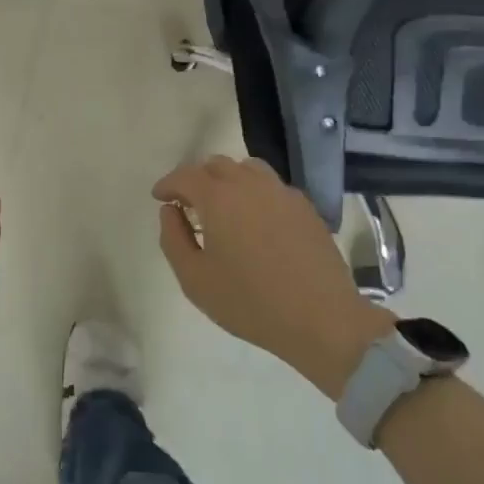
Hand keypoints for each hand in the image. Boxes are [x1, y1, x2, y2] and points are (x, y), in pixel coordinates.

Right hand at [153, 156, 393, 396]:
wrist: (323, 319)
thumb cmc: (250, 302)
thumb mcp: (195, 279)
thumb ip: (173, 238)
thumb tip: (170, 211)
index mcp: (219, 198)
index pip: (185, 175)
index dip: (168, 184)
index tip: (159, 197)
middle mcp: (249, 184)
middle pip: (216, 165)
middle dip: (196, 178)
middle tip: (188, 203)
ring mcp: (281, 192)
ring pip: (247, 169)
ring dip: (227, 179)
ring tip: (223, 204)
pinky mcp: (305, 207)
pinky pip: (272, 186)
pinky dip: (255, 192)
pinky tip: (256, 219)